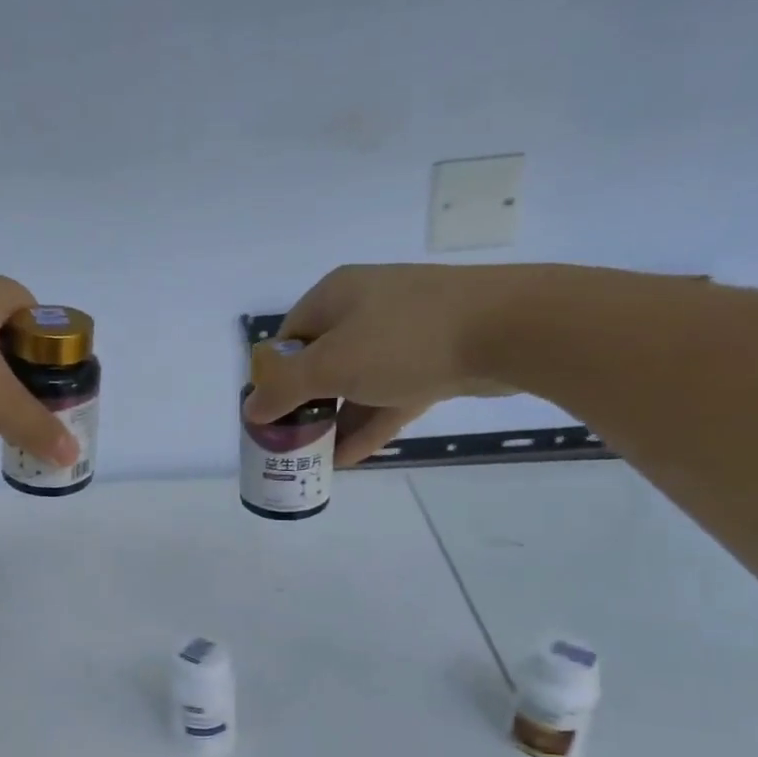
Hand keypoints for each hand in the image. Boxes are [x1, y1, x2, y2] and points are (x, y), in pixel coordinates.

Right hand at [241, 263, 556, 465]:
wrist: (508, 330)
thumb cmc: (404, 339)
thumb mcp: (332, 365)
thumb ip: (286, 389)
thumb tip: (249, 409)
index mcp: (336, 297)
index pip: (289, 337)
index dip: (274, 377)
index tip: (269, 416)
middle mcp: (366, 310)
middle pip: (322, 363)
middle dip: (306, 406)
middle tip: (292, 443)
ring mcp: (403, 335)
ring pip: (358, 384)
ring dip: (337, 422)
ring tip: (315, 460)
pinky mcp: (433, 361)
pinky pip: (390, 396)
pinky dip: (369, 424)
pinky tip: (348, 459)